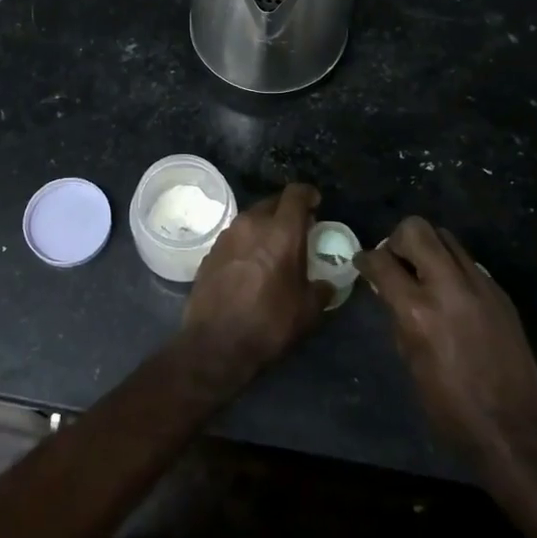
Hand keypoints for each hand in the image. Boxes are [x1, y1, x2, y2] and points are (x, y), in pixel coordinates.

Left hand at [181, 182, 329, 389]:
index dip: (308, 195)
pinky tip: (250, 265)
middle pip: (272, 202)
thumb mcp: (307, 311)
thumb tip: (326, 284)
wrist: (215, 344)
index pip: (296, 193)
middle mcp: (251, 224)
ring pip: (251, 218)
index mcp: (281, 231)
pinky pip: (235, 237)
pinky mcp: (210, 251)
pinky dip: (247, 243)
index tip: (316, 205)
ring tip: (274, 249)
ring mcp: (227, 235)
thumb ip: (321, 290)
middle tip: (298, 230)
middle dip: (287, 211)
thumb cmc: (268, 324)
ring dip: (265, 227)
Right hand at [355, 217, 536, 467]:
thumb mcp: (409, 359)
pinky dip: (452, 268)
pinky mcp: (499, 291)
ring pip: (446, 237)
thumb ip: (398, 315)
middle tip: (395, 261)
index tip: (363, 263)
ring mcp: (479, 285)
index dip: (366, 259)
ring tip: (424, 273)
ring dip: (428, 248)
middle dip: (398, 240)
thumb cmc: (449, 405)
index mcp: (418, 310)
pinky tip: (451, 295)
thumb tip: (390, 290)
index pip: (382, 262)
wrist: (512, 426)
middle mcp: (448, 287)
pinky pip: (468, 262)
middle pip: (416, 229)